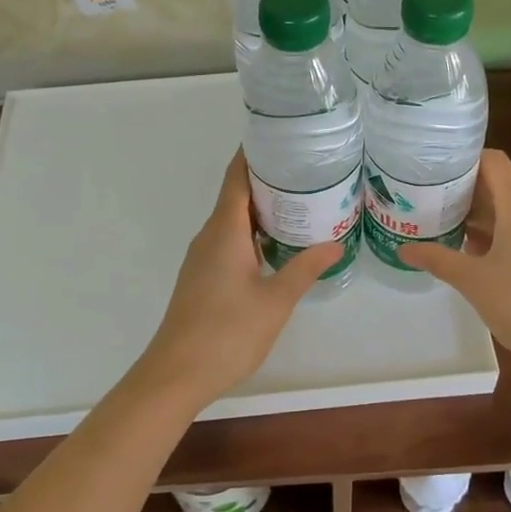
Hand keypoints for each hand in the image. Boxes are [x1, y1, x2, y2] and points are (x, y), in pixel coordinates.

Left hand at [135, 151, 341, 403]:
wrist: (175, 374)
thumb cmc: (226, 333)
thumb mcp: (275, 301)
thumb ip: (304, 268)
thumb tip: (335, 243)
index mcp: (224, 230)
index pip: (236, 177)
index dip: (254, 154)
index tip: (279, 137)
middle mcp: (209, 236)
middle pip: (235, 194)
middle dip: (266, 178)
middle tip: (305, 169)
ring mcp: (202, 257)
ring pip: (232, 219)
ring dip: (260, 207)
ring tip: (298, 201)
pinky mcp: (202, 276)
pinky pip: (228, 240)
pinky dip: (252, 231)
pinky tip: (275, 243)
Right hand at [399, 150, 510, 381]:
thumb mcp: (473, 281)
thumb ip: (437, 259)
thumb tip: (404, 248)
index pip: (492, 161)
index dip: (463, 161)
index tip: (433, 173)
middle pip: (500, 186)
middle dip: (465, 193)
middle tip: (429, 203)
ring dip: (481, 218)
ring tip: (446, 229)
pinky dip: (500, 236)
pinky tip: (477, 257)